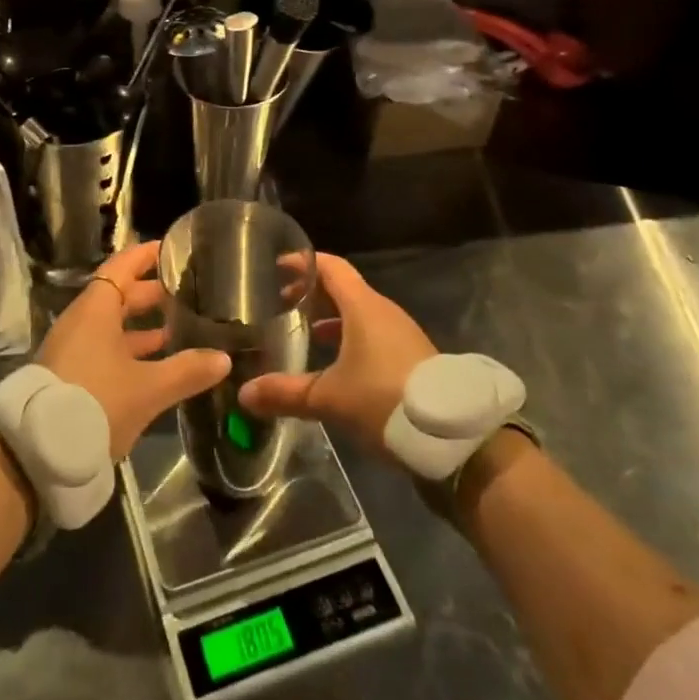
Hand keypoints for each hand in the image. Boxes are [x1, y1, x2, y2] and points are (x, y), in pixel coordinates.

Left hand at [40, 241, 230, 460]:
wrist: (39, 452)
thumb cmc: (96, 403)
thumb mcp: (148, 388)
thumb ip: (187, 371)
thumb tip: (224, 358)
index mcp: (95, 309)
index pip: (122, 266)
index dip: (146, 255)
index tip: (173, 249)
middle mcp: (81, 321)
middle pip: (118, 295)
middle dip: (151, 293)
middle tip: (187, 291)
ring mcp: (73, 348)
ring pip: (113, 324)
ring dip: (143, 325)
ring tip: (179, 328)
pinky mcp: (71, 373)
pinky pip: (105, 347)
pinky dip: (130, 348)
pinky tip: (156, 362)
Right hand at [238, 254, 436, 459]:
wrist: (455, 436)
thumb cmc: (385, 400)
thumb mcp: (330, 398)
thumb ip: (286, 393)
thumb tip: (244, 394)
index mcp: (363, 306)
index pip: (329, 267)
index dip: (302, 264)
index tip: (276, 267)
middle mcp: (383, 311)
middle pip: (343, 288)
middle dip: (312, 293)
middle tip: (282, 303)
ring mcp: (401, 334)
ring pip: (359, 312)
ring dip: (331, 317)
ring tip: (305, 333)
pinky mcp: (412, 357)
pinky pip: (373, 333)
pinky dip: (350, 336)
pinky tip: (337, 364)